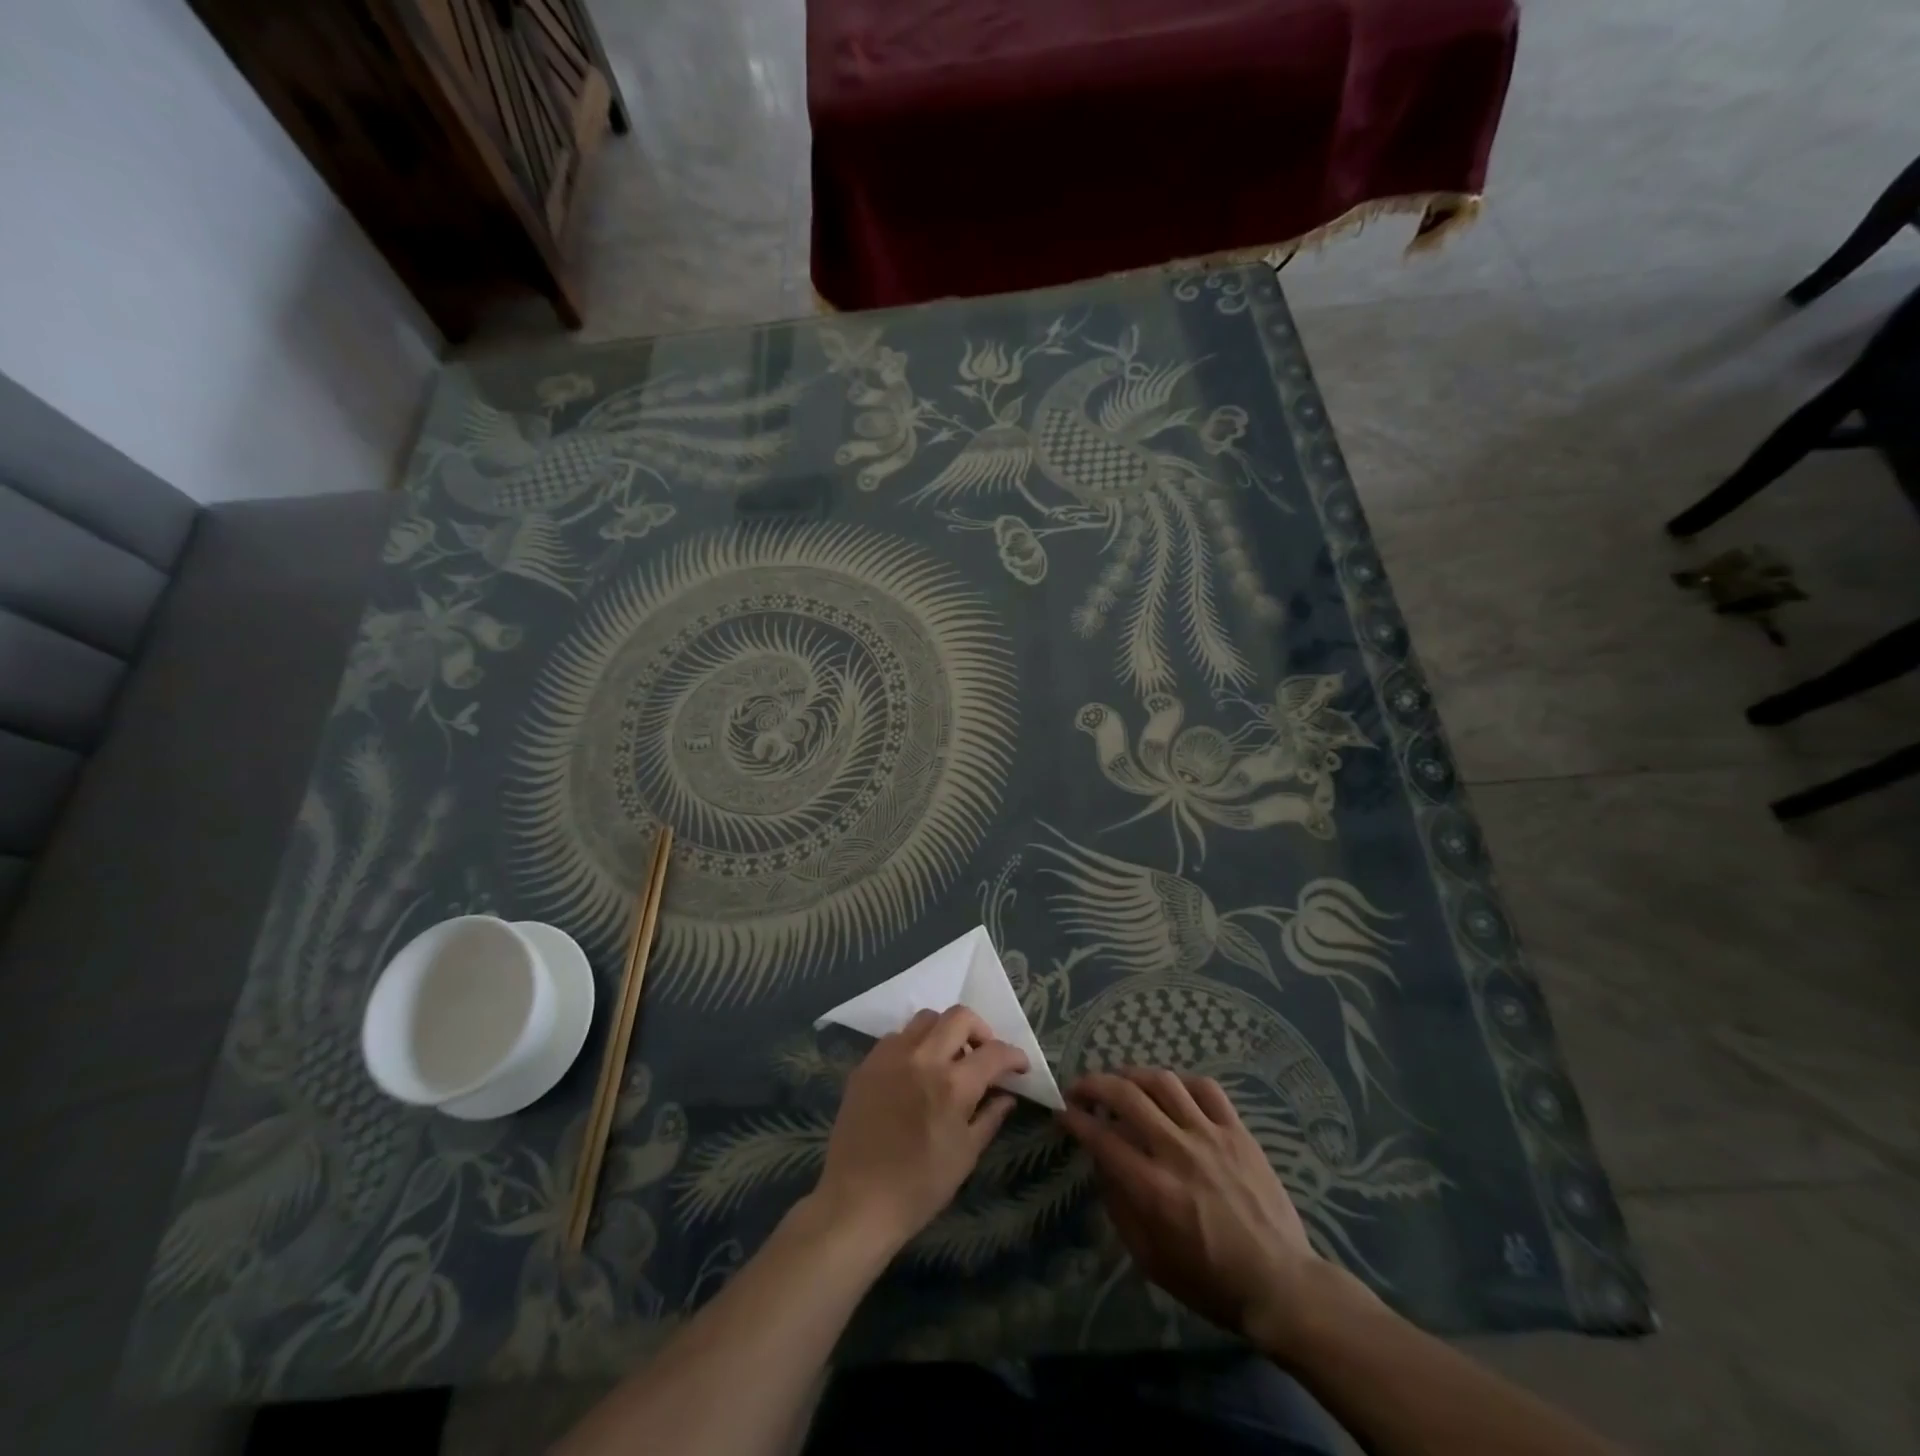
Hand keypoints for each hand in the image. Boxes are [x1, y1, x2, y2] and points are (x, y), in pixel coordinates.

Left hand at [814, 1007, 1026, 1252]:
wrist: (856, 1201)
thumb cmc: (919, 1187)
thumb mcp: (965, 1156)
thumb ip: (990, 1117)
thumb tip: (1007, 1095)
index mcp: (953, 1085)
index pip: (994, 1052)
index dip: (1014, 1056)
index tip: (1019, 1067)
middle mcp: (923, 1058)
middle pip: (960, 1016)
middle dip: (981, 1030)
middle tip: (984, 1054)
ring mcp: (891, 1056)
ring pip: (926, 1018)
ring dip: (945, 1031)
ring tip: (948, 1058)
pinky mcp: (867, 1063)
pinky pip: (897, 1036)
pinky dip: (914, 1044)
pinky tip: (915, 1070)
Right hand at [1060, 1068, 1352, 1355]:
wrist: (1281, 1285)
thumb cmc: (1210, 1281)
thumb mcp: (1150, 1259)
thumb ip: (1119, 1208)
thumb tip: (1102, 1164)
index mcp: (1153, 1188)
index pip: (1101, 1138)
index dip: (1075, 1119)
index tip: (1062, 1111)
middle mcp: (1177, 1151)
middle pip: (1125, 1096)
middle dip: (1093, 1085)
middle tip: (1080, 1088)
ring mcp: (1211, 1136)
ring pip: (1163, 1082)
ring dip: (1132, 1075)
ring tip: (1121, 1081)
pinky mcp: (1238, 1131)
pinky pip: (1206, 1088)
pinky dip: (1181, 1082)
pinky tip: (1171, 1090)